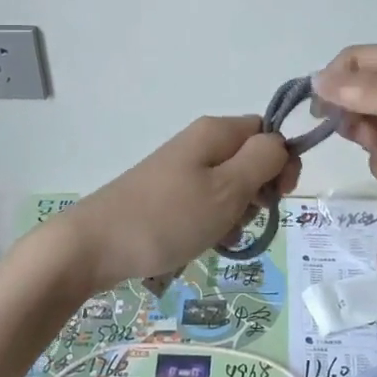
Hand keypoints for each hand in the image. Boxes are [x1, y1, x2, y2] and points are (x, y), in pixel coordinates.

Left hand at [56, 116, 301, 294]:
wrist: (95, 244)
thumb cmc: (168, 217)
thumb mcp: (227, 189)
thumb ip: (263, 160)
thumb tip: (280, 143)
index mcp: (216, 132)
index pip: (267, 132)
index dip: (281, 162)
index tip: (279, 197)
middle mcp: (199, 143)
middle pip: (250, 159)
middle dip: (258, 192)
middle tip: (245, 219)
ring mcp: (181, 169)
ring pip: (230, 185)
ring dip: (236, 213)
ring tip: (221, 237)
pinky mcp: (167, 194)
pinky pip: (206, 202)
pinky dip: (214, 223)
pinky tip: (206, 244)